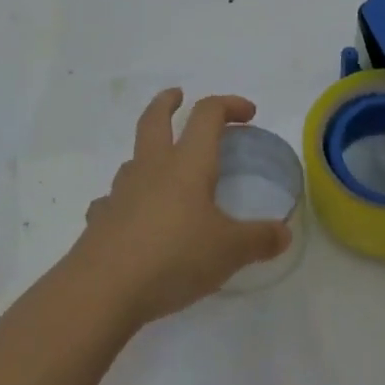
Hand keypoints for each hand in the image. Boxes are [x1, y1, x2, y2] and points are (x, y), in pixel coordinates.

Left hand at [70, 89, 291, 328]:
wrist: (104, 288)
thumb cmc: (174, 256)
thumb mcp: (228, 252)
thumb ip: (258, 240)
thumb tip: (283, 233)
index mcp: (187, 164)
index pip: (207, 115)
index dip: (229, 105)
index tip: (248, 113)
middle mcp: (152, 167)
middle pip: (155, 119)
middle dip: (168, 102)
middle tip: (177, 96)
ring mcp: (121, 191)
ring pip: (133, 158)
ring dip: (148, 152)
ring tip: (160, 166)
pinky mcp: (100, 219)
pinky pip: (113, 200)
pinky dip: (125, 201)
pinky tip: (131, 219)